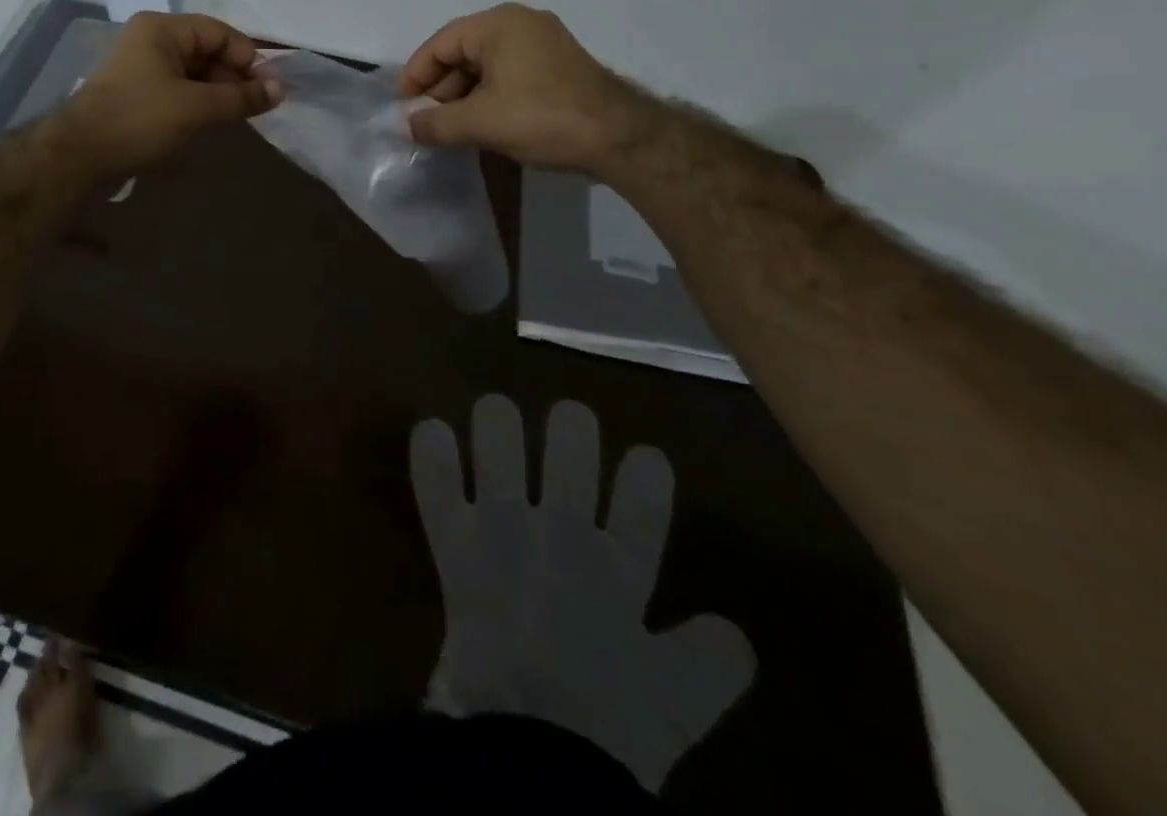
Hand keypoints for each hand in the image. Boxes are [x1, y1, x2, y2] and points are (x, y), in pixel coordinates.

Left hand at [50, 12, 279, 179]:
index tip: (270, 89)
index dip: (249, 58)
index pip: (220, 33)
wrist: (79, 157)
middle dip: (234, 77)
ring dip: (219, 93)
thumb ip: (241, 97)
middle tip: (256, 107)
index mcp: (163, 29)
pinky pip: (179, 90)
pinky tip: (212, 123)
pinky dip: (199, 103)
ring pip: (195, 73)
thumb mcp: (198, 108)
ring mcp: (142, 67)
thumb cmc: (141, 120)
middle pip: (208, 51)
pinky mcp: (137, 94)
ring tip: (237, 118)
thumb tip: (280, 90)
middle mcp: (152, 40)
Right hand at [398, 4, 659, 171]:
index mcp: (498, 25)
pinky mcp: (558, 65)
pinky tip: (482, 123)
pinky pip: (509, 73)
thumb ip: (435, 123)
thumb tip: (404, 125)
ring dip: (463, 96)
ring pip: (486, 66)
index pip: (441, 44)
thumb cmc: (541, 118)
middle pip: (463, 52)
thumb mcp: (480, 122)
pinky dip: (489, 95)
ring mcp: (544, 43)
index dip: (416, 75)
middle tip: (425, 122)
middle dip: (440, 89)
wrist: (619, 137)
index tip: (403, 106)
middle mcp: (520, 24)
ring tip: (450, 129)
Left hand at [412, 396, 755, 791]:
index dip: (646, 471)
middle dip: (571, 426)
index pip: (643, 496)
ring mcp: (503, 528)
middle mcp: (562, 529)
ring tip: (497, 415)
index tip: (645, 459)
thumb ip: (711, 661)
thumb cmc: (607, 727)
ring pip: (499, 441)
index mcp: (619, 566)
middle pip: (571, 443)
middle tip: (566, 424)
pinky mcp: (455, 542)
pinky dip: (431, 452)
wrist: (531, 751)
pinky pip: (436, 482)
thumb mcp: (679, 701)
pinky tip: (431, 431)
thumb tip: (735, 636)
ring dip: (498, 422)